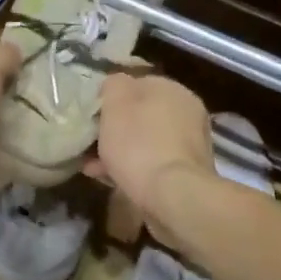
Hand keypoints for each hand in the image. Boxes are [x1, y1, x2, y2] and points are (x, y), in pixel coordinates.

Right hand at [83, 73, 216, 236]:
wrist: (174, 196)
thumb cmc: (139, 144)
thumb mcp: (115, 103)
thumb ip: (114, 85)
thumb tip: (116, 84)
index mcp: (171, 89)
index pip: (135, 83)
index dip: (110, 97)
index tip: (91, 115)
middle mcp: (186, 111)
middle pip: (140, 114)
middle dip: (114, 128)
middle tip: (90, 142)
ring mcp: (189, 143)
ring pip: (144, 140)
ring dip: (120, 150)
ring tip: (92, 166)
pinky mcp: (187, 172)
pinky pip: (152, 162)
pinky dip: (132, 168)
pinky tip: (109, 179)